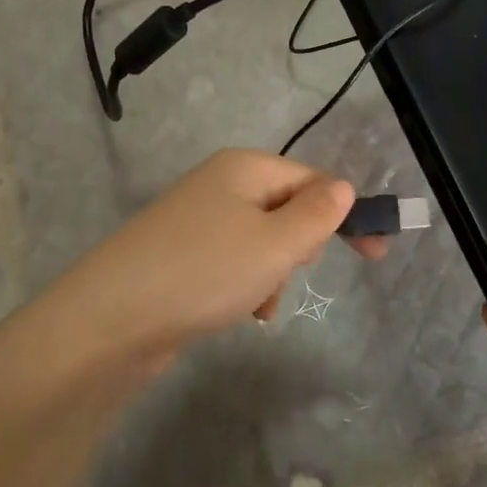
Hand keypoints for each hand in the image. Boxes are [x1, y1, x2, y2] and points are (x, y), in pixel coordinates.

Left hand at [47, 149, 383, 363]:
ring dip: (273, 274)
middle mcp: (219, 184)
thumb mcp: (276, 243)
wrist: (111, 319)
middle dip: (299, 247)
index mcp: (245, 168)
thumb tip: (343, 187)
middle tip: (288, 272)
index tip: (376, 256)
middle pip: (286, 209)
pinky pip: (232, 263)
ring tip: (259, 304)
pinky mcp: (180, 254)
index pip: (313, 180)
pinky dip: (245, 286)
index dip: (345, 214)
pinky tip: (240, 314)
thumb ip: (317, 214)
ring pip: (261, 242)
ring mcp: (195, 219)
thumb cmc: (205, 272)